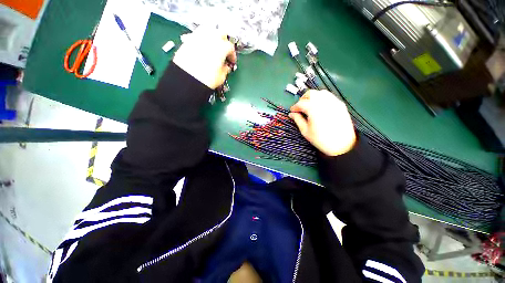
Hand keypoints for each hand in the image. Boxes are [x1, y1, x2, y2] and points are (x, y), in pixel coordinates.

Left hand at [173, 27, 236, 88]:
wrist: (187, 79)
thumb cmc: (206, 79)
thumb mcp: (221, 77)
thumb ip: (225, 69)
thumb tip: (226, 67)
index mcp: (221, 47)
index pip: (230, 47)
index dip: (232, 55)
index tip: (231, 61)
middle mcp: (210, 38)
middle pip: (221, 33)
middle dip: (224, 42)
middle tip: (224, 52)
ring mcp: (198, 37)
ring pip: (208, 29)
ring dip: (213, 37)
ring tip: (213, 47)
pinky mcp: (188, 40)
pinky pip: (198, 35)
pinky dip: (202, 39)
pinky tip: (202, 49)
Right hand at [289, 90, 356, 156]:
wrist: (342, 145)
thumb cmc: (321, 140)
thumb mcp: (305, 131)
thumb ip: (298, 120)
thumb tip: (291, 114)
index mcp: (314, 109)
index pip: (301, 103)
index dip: (295, 107)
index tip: (292, 111)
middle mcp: (324, 102)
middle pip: (311, 93)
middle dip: (303, 99)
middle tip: (300, 108)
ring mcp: (334, 102)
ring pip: (320, 93)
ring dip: (313, 97)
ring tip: (310, 106)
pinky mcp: (340, 104)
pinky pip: (329, 96)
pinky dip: (322, 99)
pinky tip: (320, 107)